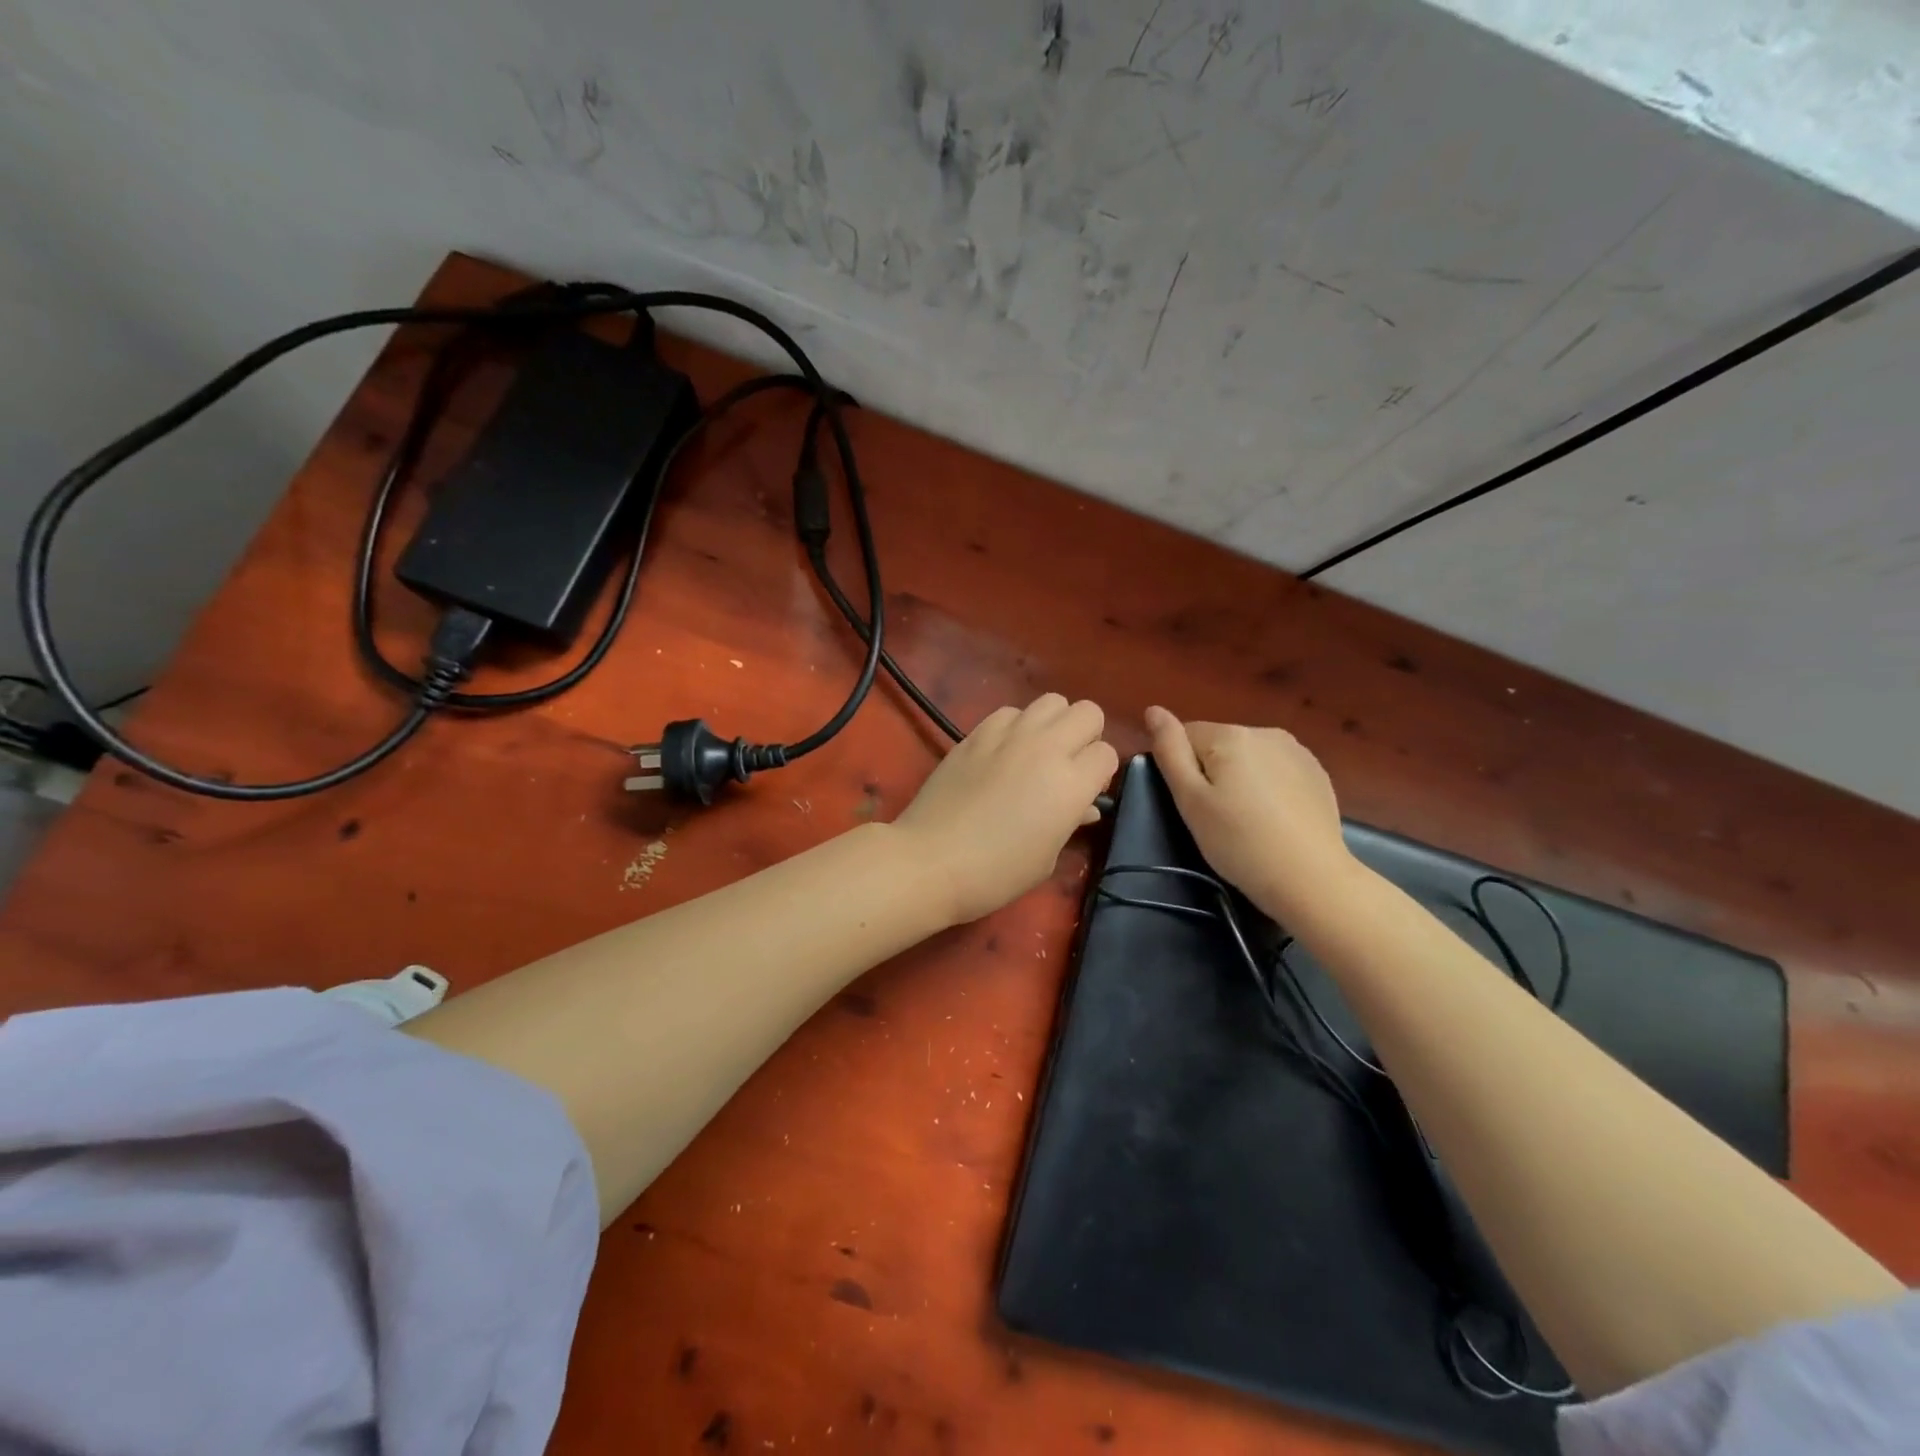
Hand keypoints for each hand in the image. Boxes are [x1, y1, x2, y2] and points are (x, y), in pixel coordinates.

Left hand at [896, 694, 1117, 924]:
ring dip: (1054, 723)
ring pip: (1051, 701)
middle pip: (1088, 712)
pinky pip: (1010, 712)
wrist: (931, 860)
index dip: (1101, 773)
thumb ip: (1071, 822)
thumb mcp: (1047, 858)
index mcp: (1071, 783)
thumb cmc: (997, 872)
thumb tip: (1083, 807)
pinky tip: (1004, 751)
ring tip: (1038, 751)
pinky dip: (1016, 725)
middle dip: (1087, 735)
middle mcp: (1046, 748)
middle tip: (1070, 764)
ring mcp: (1009, 735)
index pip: (1107, 754)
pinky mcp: (977, 733)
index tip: (1087, 792)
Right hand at [1145, 706, 1355, 921]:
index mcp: (1230, 735)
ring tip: (1246, 820)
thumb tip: (1153, 710)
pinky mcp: (1317, 773)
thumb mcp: (1191, 800)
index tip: (1193, 805)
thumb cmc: (1239, 842)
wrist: (1311, 879)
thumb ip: (1169, 750)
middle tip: (1217, 818)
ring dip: (1240, 778)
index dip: (1181, 771)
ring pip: (1248, 757)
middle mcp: (1265, 731)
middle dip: (1211, 773)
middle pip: (1218, 745)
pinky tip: (1273, 819)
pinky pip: (1275, 769)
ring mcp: (1297, 751)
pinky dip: (1267, 787)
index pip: (1185, 736)